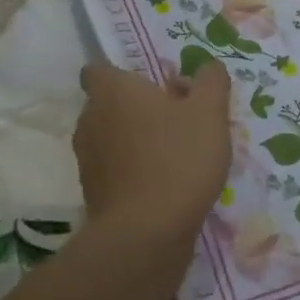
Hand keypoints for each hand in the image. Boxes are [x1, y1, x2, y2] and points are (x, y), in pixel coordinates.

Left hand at [74, 61, 232, 244]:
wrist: (146, 233)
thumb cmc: (178, 159)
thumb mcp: (210, 113)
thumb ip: (211, 82)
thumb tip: (209, 66)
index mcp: (113, 92)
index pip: (98, 70)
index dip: (121, 75)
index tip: (151, 85)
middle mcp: (91, 120)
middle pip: (109, 104)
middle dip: (137, 109)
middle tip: (177, 118)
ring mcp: (88, 159)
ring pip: (112, 138)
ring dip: (136, 141)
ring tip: (176, 154)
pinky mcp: (93, 193)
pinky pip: (114, 170)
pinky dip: (133, 171)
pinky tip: (165, 184)